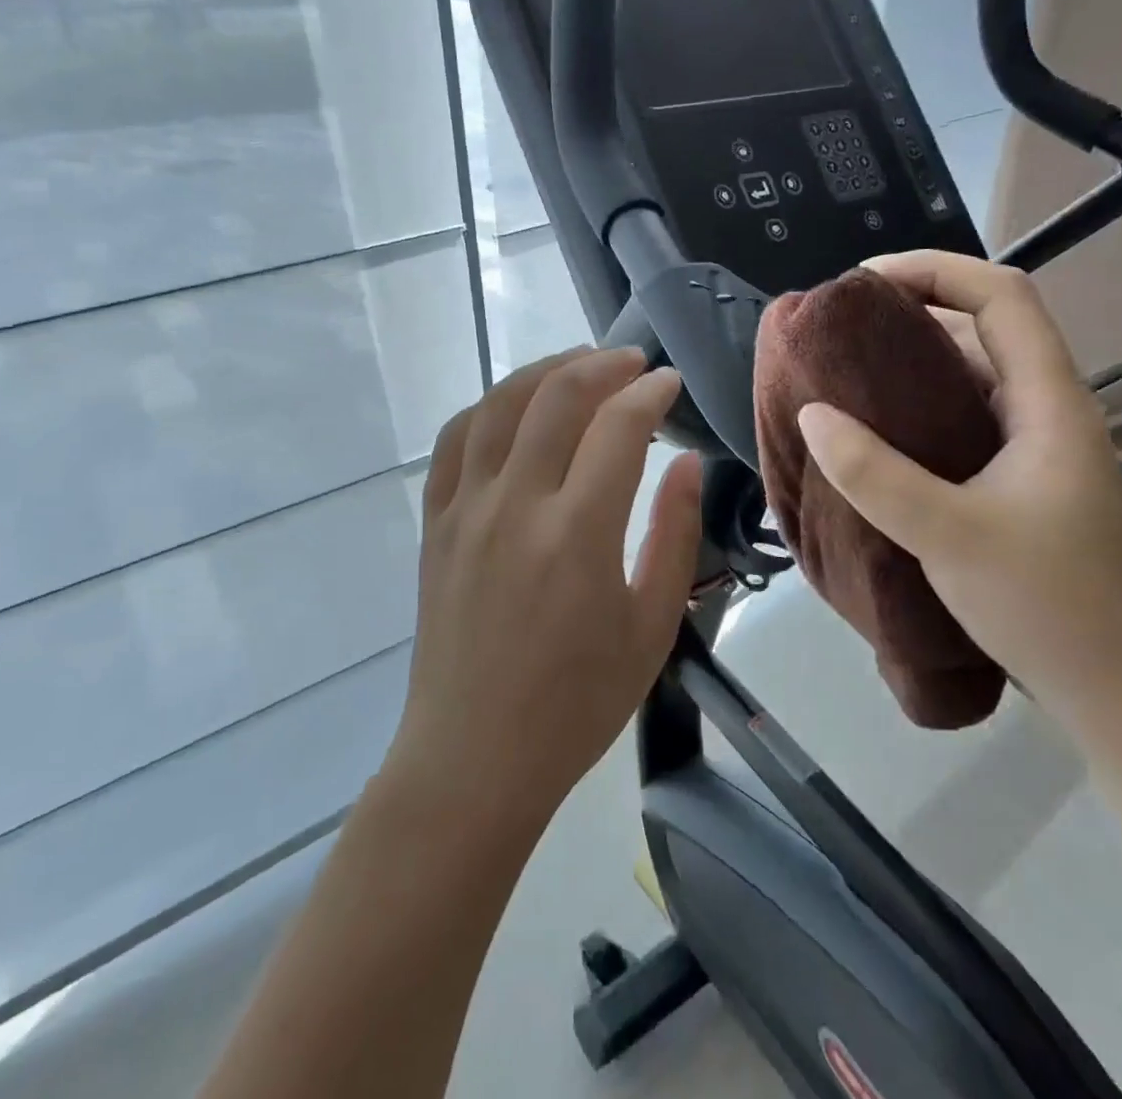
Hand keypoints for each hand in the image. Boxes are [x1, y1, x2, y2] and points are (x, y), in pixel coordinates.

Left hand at [389, 347, 702, 830]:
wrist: (474, 757)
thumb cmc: (576, 703)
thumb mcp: (651, 627)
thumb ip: (674, 535)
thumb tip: (686, 462)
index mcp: (577, 534)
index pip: (618, 427)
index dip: (650, 393)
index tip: (670, 384)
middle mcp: (516, 505)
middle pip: (557, 397)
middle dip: (602, 366)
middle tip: (632, 364)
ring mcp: (466, 509)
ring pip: (499, 406)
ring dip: (543, 371)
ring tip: (578, 365)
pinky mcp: (435, 523)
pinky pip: (454, 441)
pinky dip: (487, 407)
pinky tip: (512, 406)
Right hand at [796, 251, 1121, 733]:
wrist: (1114, 693)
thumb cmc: (1046, 605)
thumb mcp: (948, 535)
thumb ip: (875, 474)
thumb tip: (812, 414)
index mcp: (1049, 403)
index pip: (1003, 296)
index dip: (936, 269)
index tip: (865, 281)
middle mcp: (1047, 411)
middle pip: (985, 328)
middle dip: (913, 310)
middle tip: (841, 328)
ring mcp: (1034, 449)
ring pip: (972, 377)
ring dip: (912, 363)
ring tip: (845, 373)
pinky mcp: (1018, 483)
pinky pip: (962, 421)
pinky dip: (917, 410)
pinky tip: (876, 434)